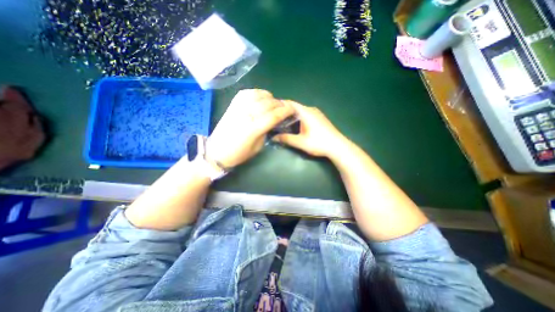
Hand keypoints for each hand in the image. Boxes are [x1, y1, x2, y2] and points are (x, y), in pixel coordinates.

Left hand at [207, 89, 294, 167]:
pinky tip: (260, 96)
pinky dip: (255, 92)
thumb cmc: (238, 154)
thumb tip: (272, 122)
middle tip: (285, 106)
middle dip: (279, 103)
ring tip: (273, 101)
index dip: (285, 111)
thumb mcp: (257, 147)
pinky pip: (245, 94)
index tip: (292, 109)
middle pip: (267, 104)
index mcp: (254, 128)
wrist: (216, 152)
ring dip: (268, 96)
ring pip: (257, 95)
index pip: (274, 115)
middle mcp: (246, 115)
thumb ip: (265, 132)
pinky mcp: (232, 106)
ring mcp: (238, 109)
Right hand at [272, 100, 345, 158]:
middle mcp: (311, 110)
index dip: (280, 105)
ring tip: (281, 122)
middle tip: (274, 118)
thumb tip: (273, 137)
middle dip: (284, 111)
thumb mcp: (301, 142)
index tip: (271, 109)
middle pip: (295, 107)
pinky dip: (298, 118)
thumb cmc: (319, 143)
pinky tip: (294, 125)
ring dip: (291, 115)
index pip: (290, 103)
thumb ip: (286, 138)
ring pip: (300, 111)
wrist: (338, 147)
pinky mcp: (319, 118)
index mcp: (306, 112)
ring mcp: (316, 114)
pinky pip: (305, 114)